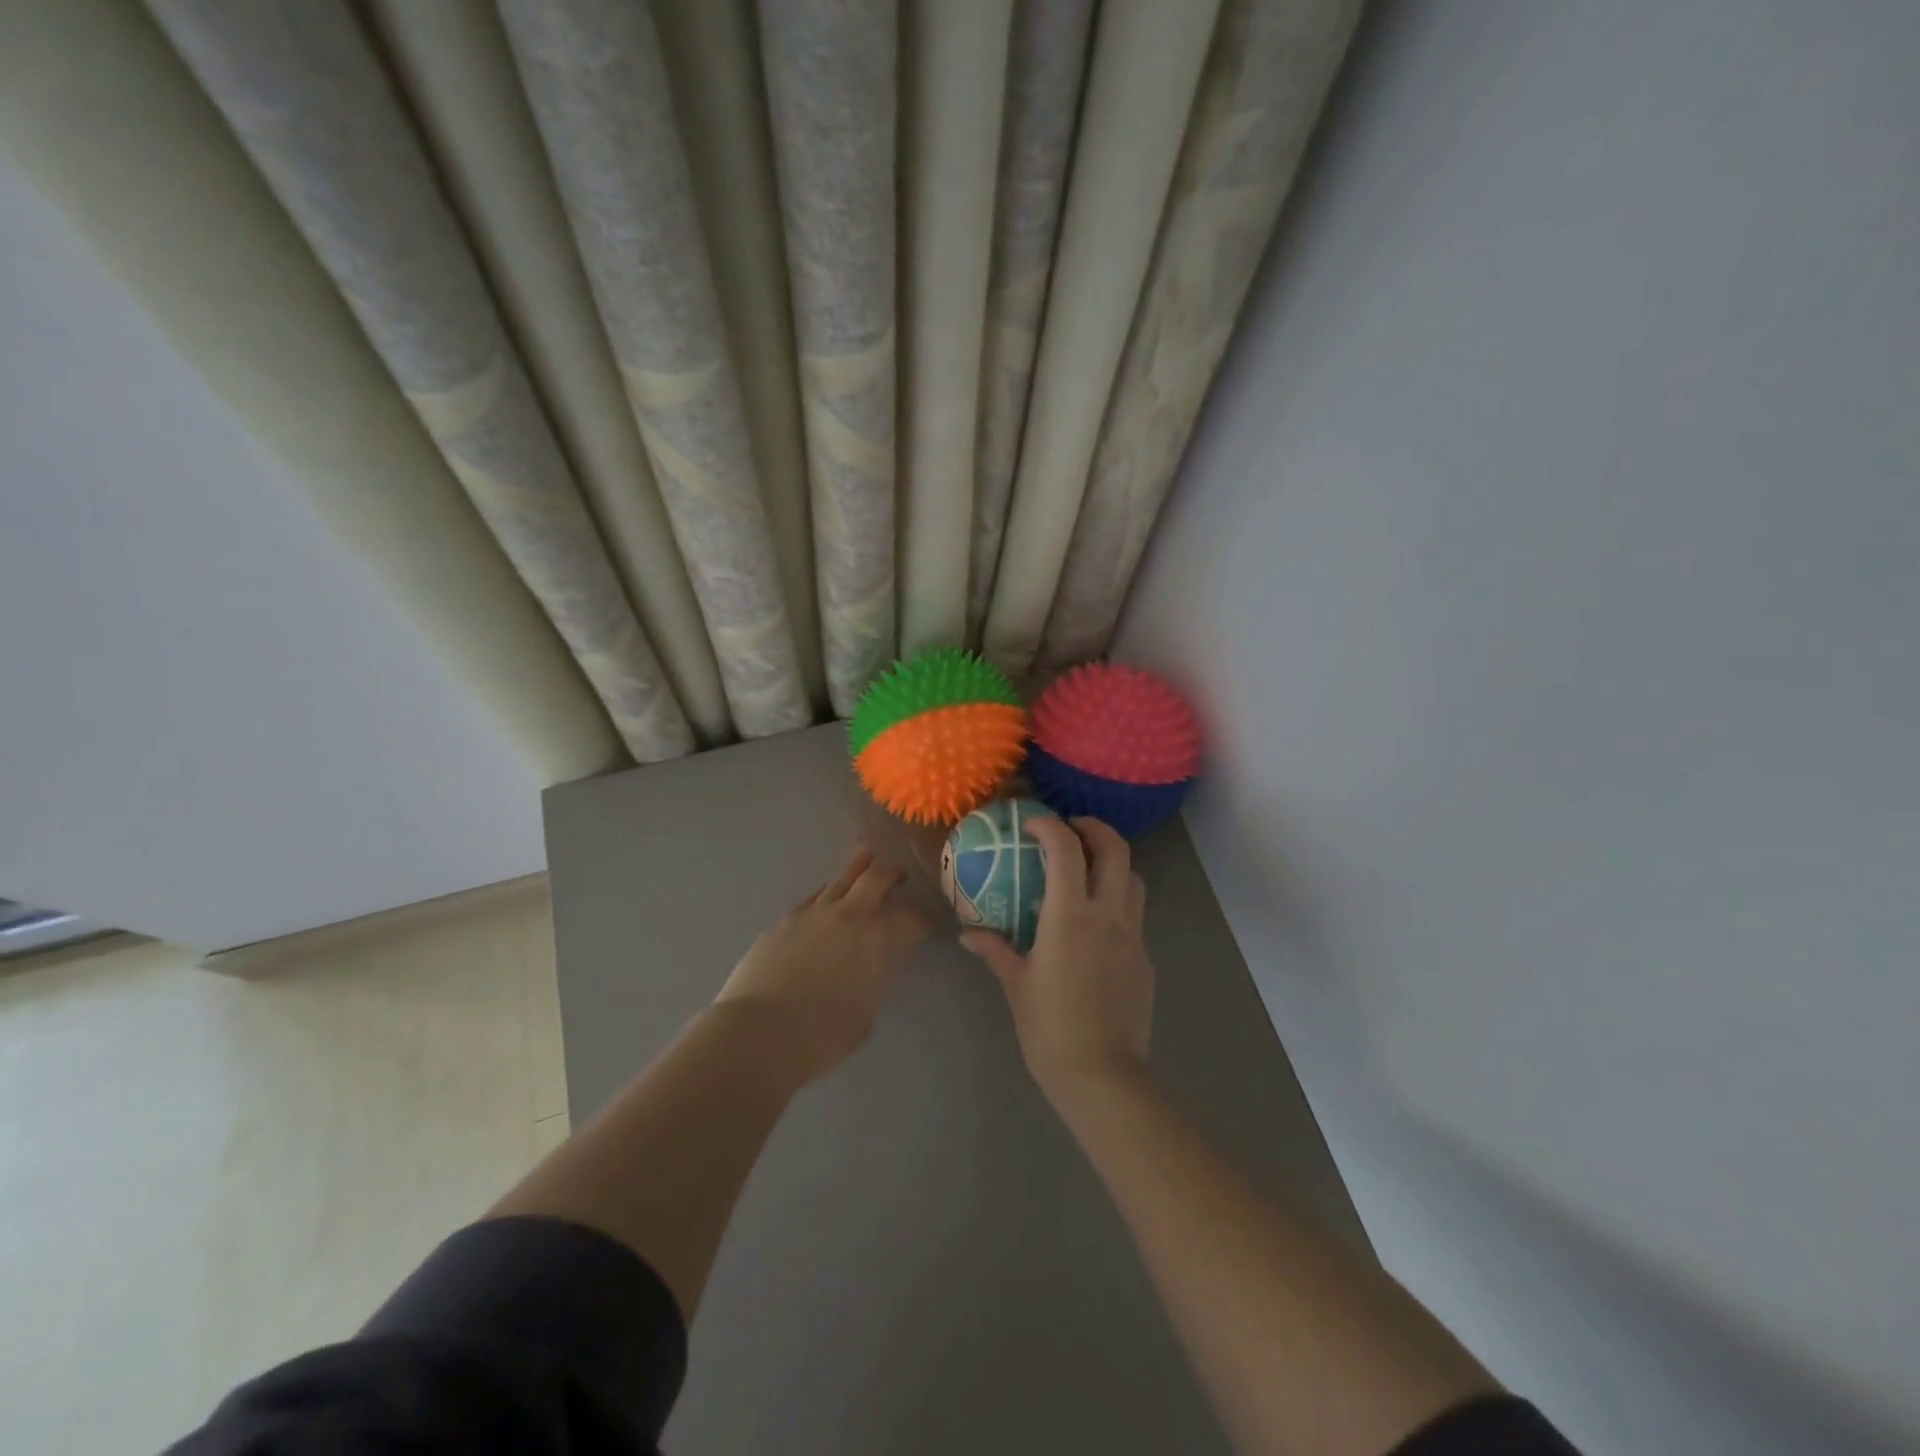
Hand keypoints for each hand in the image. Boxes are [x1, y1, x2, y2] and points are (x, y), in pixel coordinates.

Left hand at [715, 848, 934, 1080]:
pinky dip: (828, 893)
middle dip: (894, 873)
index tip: (930, 923)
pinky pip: (815, 896)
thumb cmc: (821, 1036)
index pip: (914, 919)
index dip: (926, 919)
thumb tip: (870, 970)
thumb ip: (873, 982)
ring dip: (859, 869)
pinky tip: (828, 899)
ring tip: (867, 862)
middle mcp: (852, 915)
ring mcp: (816, 912)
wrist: (759, 1032)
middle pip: (878, 876)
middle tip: (900, 877)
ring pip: (843, 877)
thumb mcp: (865, 1014)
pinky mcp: (786, 918)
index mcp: (880, 940)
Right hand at [961, 816, 1153, 1108]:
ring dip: (1113, 863)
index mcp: (1071, 916)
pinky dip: (1118, 901)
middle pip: (1116, 850)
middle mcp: (1108, 916)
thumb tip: (968, 934)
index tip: (1033, 824)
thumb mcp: (1016, 986)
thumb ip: (995, 951)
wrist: (1102, 1076)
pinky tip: (1096, 925)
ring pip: (1134, 879)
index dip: (1050, 827)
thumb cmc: (1050, 1029)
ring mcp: (1132, 936)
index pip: (1067, 850)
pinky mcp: (1144, 959)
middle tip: (1072, 829)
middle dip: (1095, 828)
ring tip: (1089, 870)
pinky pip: (1135, 915)